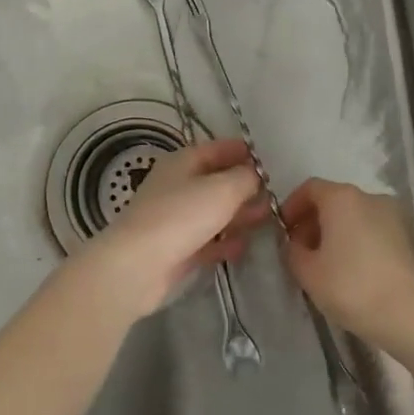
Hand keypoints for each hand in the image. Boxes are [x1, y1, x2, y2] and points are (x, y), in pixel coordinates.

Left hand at [81, 139, 266, 319]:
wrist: (138, 265)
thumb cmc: (182, 215)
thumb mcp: (222, 189)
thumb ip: (245, 178)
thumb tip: (255, 175)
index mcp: (183, 161)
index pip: (218, 149)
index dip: (243, 152)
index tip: (269, 162)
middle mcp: (177, 185)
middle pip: (216, 181)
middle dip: (245, 187)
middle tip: (274, 196)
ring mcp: (175, 218)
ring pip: (213, 211)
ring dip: (238, 215)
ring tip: (266, 220)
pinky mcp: (176, 248)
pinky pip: (206, 240)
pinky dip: (224, 241)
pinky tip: (243, 247)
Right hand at [282, 179, 413, 348]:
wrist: (412, 316)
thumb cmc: (352, 287)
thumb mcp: (307, 273)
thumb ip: (293, 252)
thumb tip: (296, 245)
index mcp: (343, 198)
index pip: (310, 188)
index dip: (292, 206)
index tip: (284, 231)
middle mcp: (371, 198)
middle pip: (335, 201)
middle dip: (315, 223)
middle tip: (302, 252)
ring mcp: (397, 217)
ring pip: (358, 218)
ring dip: (339, 234)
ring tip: (328, 266)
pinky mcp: (412, 239)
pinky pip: (377, 233)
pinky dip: (361, 244)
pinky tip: (356, 274)